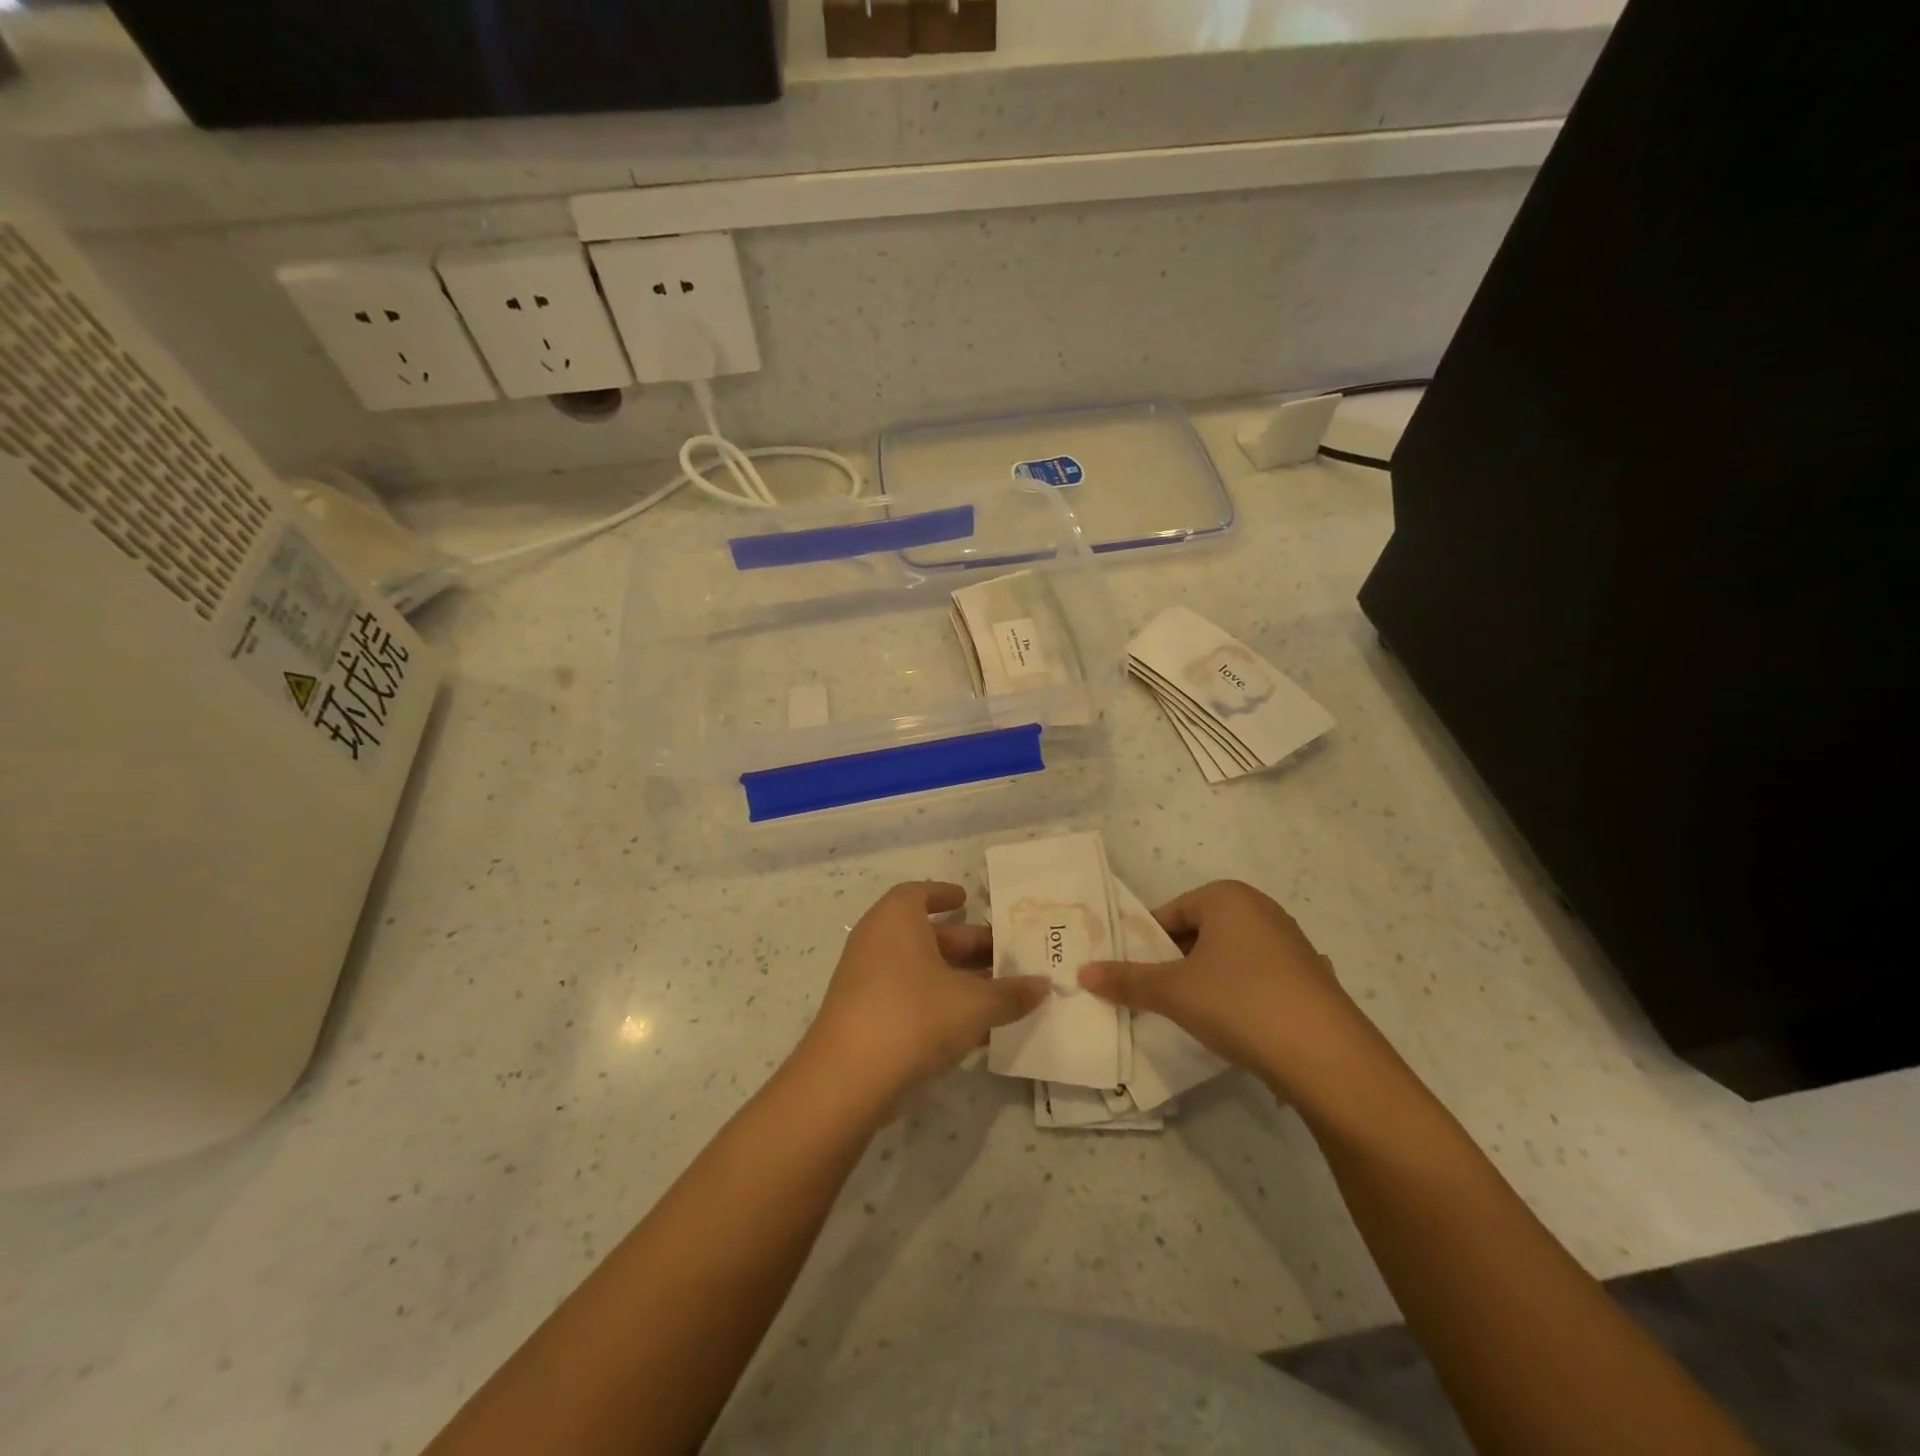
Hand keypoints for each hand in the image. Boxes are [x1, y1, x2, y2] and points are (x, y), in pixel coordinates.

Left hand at [798, 882, 1048, 1107]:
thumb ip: (1010, 994)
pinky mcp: (865, 1018)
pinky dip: (939, 1005)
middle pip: (927, 935)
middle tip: (1005, 956)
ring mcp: (867, 981)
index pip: (919, 894)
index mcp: (897, 920)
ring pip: (920, 971)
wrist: (848, 1080)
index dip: (943, 895)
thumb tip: (1042, 986)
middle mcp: (877, 941)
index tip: (967, 900)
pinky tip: (973, 1029)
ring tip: (999, 993)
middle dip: (966, 945)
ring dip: (957, 979)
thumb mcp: (973, 1004)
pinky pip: (909, 999)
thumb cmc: (913, 1016)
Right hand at [1078, 880, 1383, 1102]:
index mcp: (1228, 897)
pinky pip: (1258, 979)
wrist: (1329, 1058)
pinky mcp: (1311, 978)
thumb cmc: (1240, 1004)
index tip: (1135, 978)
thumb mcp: (1173, 992)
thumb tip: (1082, 973)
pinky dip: (1239, 997)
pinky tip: (1237, 1029)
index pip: (1170, 913)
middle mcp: (1262, 909)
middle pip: (1199, 933)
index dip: (1146, 945)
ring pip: (1228, 958)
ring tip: (1195, 1018)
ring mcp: (1292, 944)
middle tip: (1159, 999)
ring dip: (1206, 982)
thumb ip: (1126, 980)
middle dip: (1176, 964)